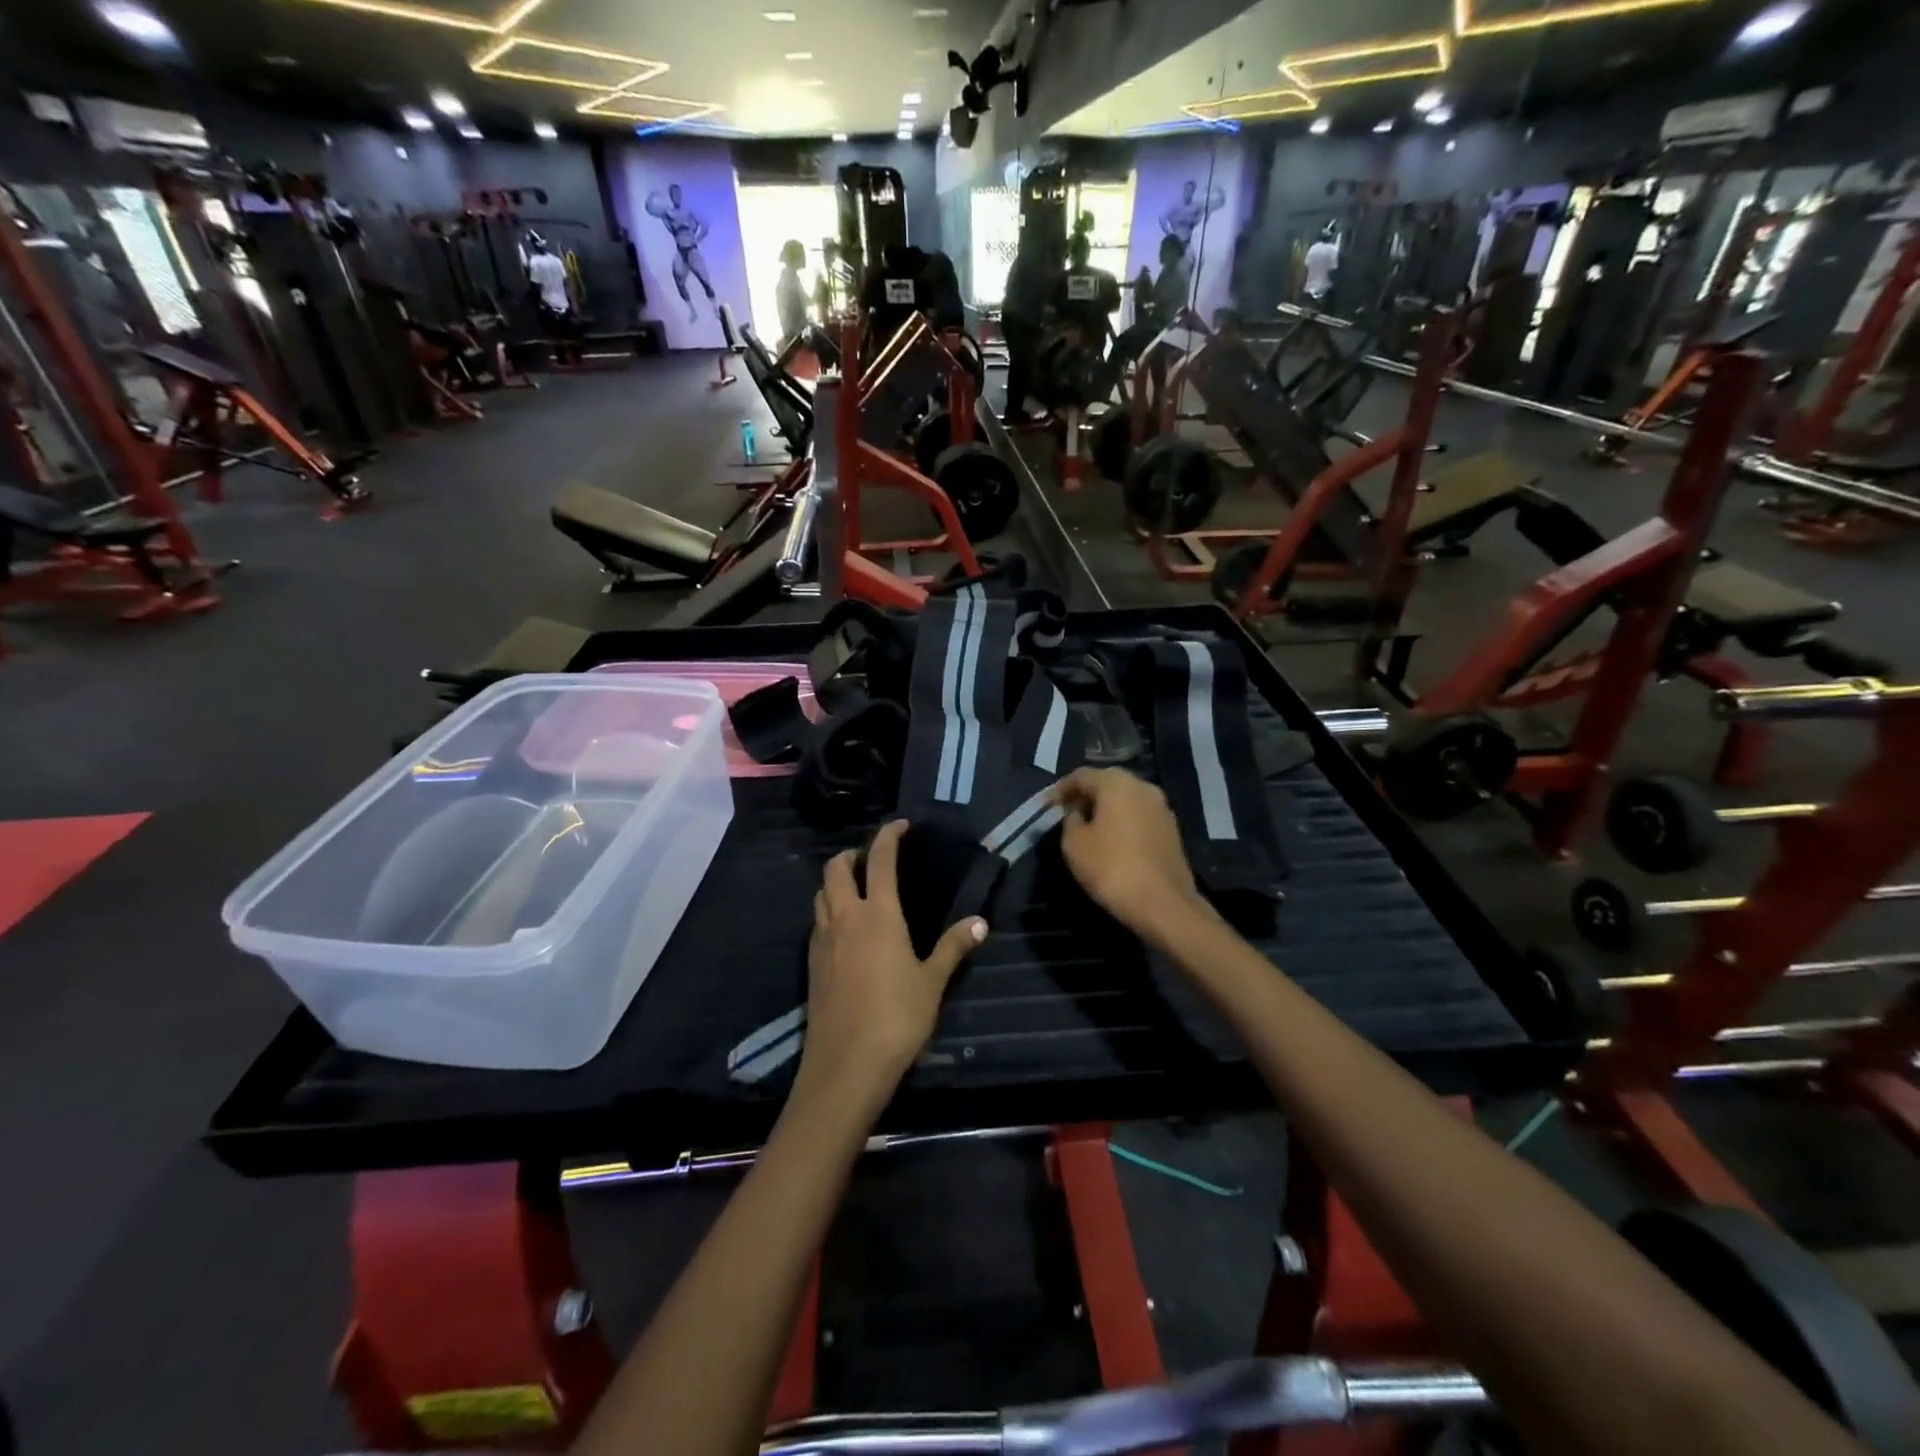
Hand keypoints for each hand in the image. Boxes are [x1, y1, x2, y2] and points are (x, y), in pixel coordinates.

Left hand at [802, 821, 986, 1100]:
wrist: (846, 1065)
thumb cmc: (897, 1018)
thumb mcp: (932, 982)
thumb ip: (953, 947)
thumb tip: (979, 922)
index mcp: (878, 914)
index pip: (880, 860)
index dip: (888, 836)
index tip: (900, 826)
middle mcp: (845, 917)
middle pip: (836, 868)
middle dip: (853, 854)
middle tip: (873, 859)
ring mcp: (823, 940)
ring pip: (821, 894)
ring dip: (836, 881)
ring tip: (858, 888)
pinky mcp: (812, 963)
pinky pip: (817, 921)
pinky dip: (829, 909)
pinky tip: (846, 929)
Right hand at [1049, 768, 1207, 943]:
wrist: (1163, 904)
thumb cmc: (1112, 869)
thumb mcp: (1074, 844)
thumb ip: (1070, 820)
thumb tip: (1077, 813)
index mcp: (1116, 783)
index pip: (1081, 775)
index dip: (1060, 790)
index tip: (1046, 807)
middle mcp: (1142, 786)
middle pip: (1106, 782)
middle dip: (1084, 796)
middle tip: (1066, 814)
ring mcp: (1161, 807)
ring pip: (1125, 799)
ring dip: (1104, 808)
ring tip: (1087, 828)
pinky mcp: (1171, 828)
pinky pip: (1138, 815)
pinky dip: (1122, 821)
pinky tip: (1112, 840)